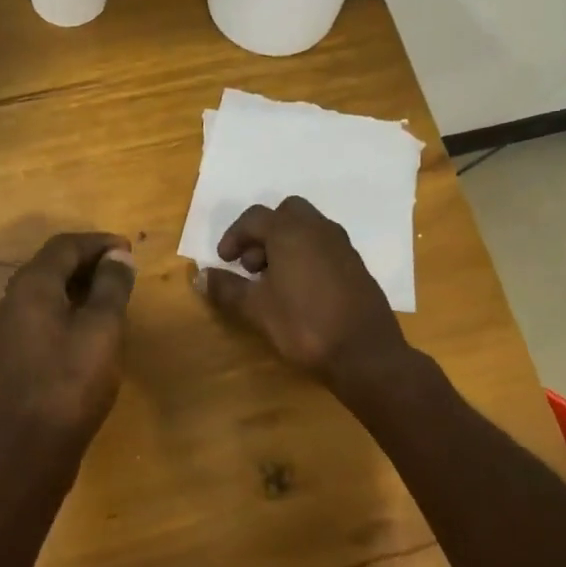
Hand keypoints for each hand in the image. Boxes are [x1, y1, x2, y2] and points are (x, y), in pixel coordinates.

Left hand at [0, 232, 135, 458]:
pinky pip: (40, 313)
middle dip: (88, 261)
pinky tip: (89, 324)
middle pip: (51, 264)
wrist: (30, 448)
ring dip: (77, 284)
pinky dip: (66, 307)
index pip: (64, 246)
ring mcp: (7, 327)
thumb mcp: (102, 329)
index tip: (128, 249)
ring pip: (45, 290)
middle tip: (123, 269)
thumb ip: (111, 287)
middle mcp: (12, 299)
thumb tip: (118, 255)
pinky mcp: (11, 352)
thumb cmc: (71, 383)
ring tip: (112, 294)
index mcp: (31, 286)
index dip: (98, 242)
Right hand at [199, 197, 407, 390]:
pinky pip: (324, 246)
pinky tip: (299, 290)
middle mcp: (319, 229)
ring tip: (272, 280)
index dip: (233, 236)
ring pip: (307, 229)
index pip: (254, 218)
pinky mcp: (356, 265)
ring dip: (284, 244)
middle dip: (263, 234)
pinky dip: (305, 256)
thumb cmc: (304, 324)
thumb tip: (201, 276)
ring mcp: (342, 246)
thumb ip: (227, 288)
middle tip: (251, 265)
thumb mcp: (256, 309)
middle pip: (285, 214)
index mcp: (291, 232)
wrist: (365, 352)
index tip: (224, 261)